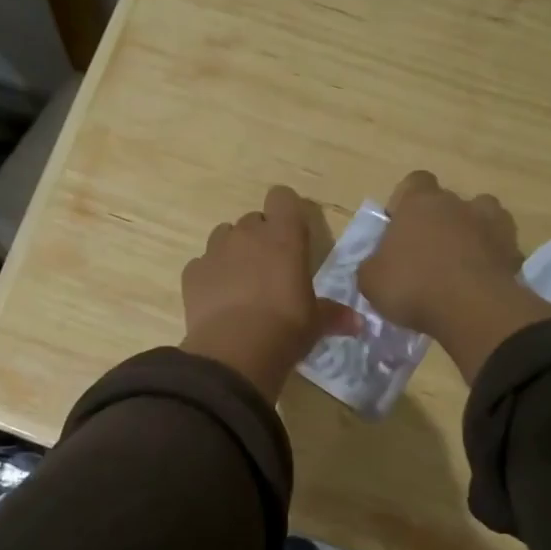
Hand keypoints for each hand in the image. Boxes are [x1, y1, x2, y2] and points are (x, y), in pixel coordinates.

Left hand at [181, 186, 357, 399]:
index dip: (285, 211)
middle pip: (253, 220)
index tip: (291, 234)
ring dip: (233, 252)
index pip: (282, 197)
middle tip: (270, 269)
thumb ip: (334, 315)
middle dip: (260, 238)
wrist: (234, 352)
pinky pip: (202, 264)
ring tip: (241, 283)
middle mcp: (247, 235)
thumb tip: (358, 323)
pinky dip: (209, 276)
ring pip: (224, 236)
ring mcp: (215, 251)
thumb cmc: (285, 329)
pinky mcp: (192, 272)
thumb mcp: (316, 323)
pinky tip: (218, 300)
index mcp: (284, 237)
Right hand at [359, 171, 550, 380]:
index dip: (405, 202)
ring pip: (481, 218)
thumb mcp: (370, 280)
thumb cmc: (412, 286)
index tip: (399, 226)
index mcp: (419, 202)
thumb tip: (379, 264)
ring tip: (459, 265)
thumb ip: (373, 264)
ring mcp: (492, 224)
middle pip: (447, 202)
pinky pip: (500, 248)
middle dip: (438, 222)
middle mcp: (457, 203)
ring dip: (471, 234)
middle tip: (426, 254)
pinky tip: (480, 283)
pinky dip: (492, 260)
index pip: (414, 182)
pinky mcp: (514, 251)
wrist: (472, 309)